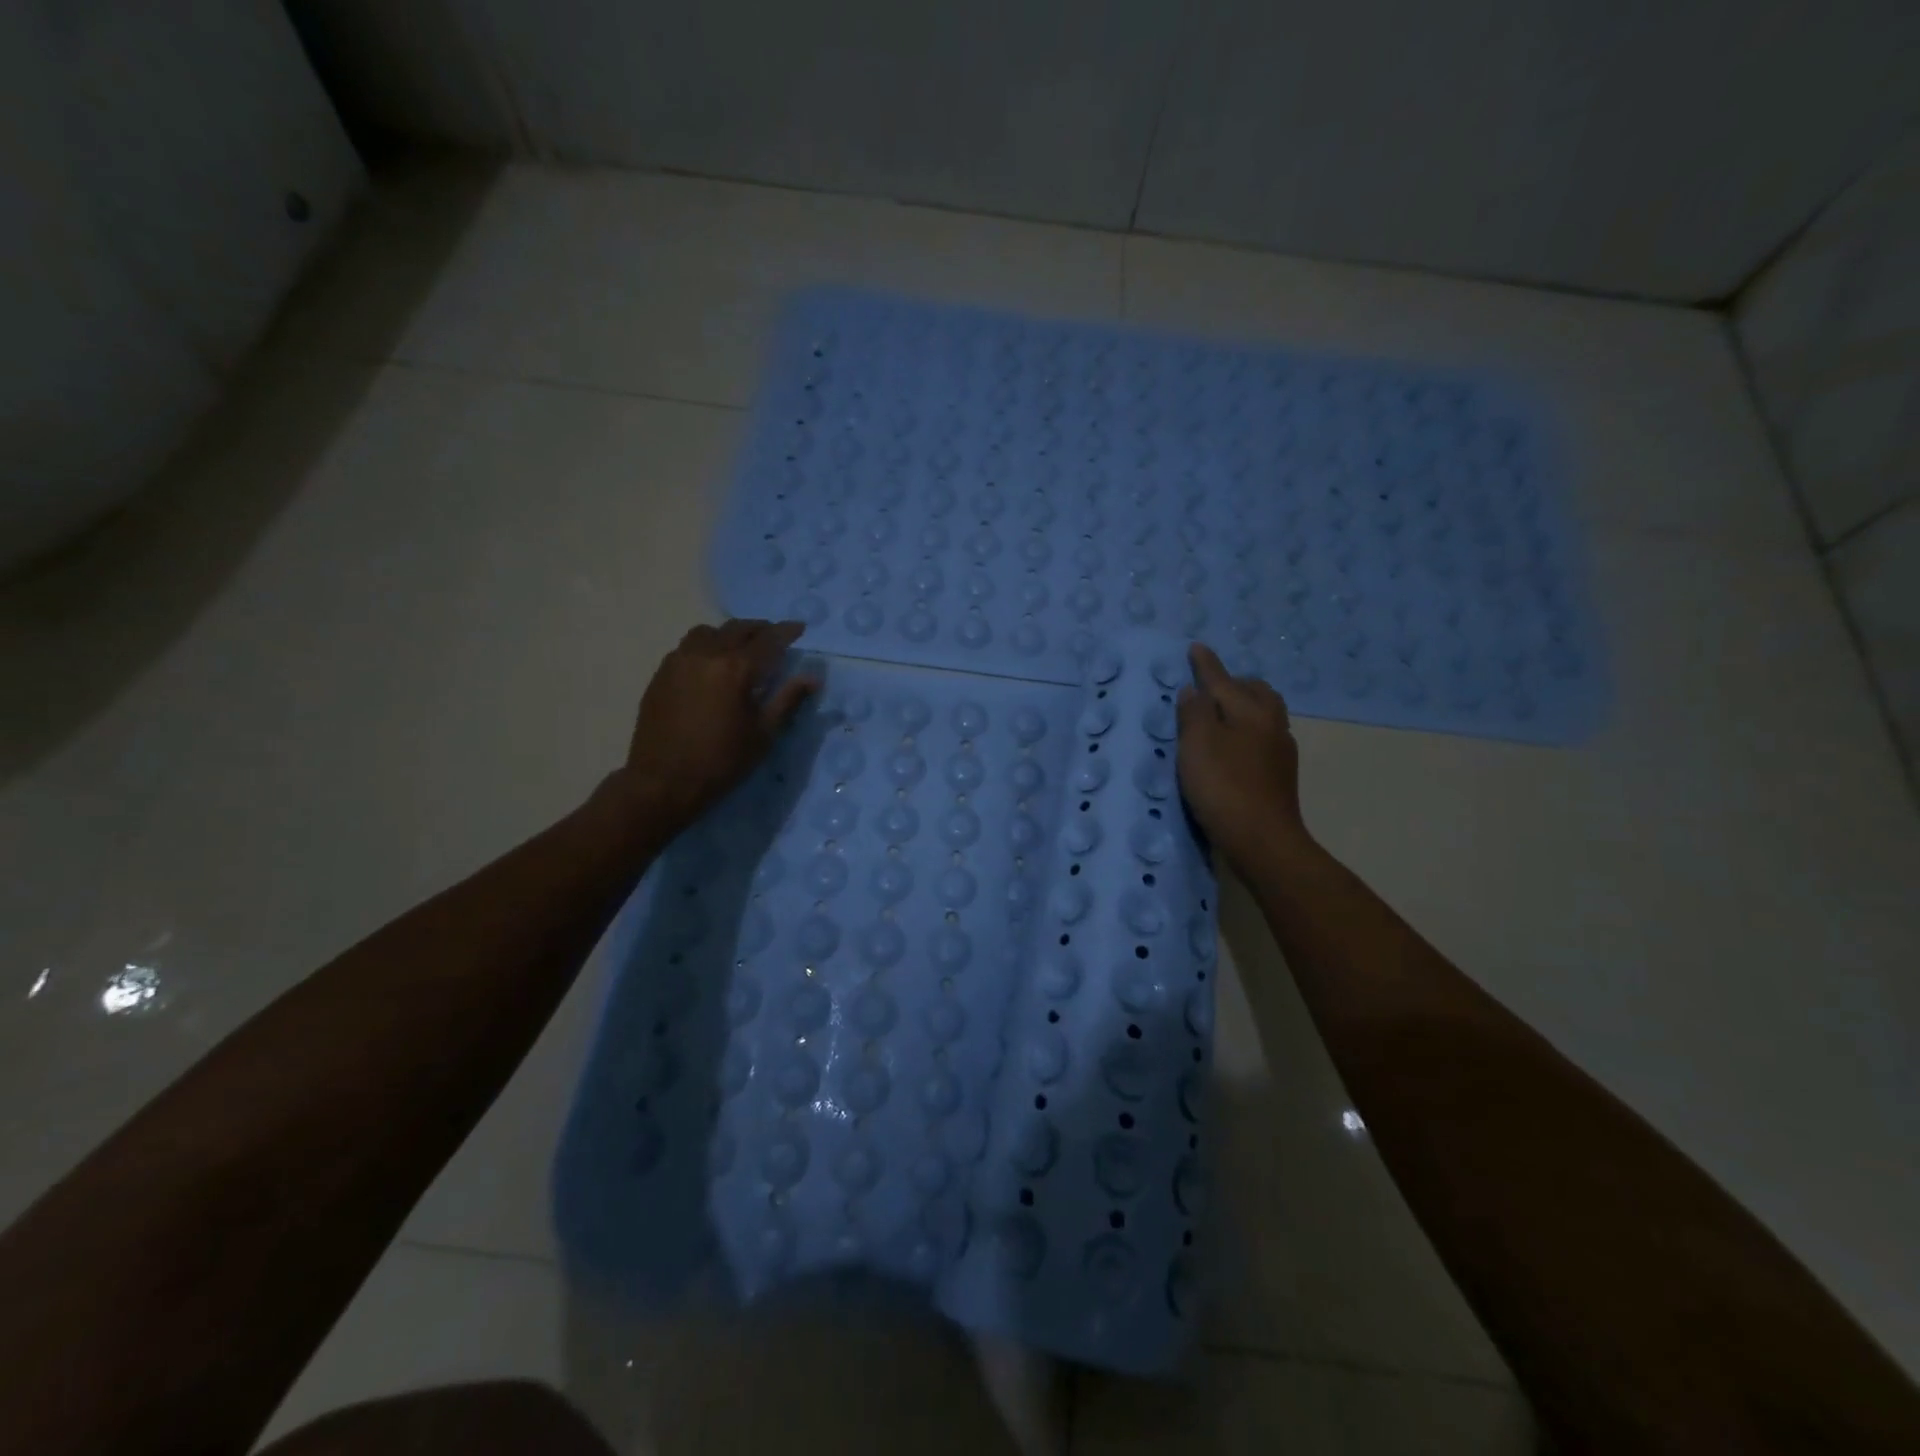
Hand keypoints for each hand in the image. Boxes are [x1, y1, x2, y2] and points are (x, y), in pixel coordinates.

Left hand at [618, 619, 817, 830]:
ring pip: (709, 632)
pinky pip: (688, 647)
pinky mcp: (662, 673)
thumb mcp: (763, 734)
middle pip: (738, 629)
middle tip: (774, 637)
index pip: (769, 640)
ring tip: (740, 647)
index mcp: (736, 669)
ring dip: (730, 634)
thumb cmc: (721, 761)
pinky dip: (706, 646)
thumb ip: (788, 700)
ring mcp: (679, 661)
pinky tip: (712, 665)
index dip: (787, 631)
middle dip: (760, 629)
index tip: (800, 628)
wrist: (663, 782)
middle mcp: (706, 654)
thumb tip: (812, 678)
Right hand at [1176, 642, 1310, 871]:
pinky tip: (1235, 745)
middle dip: (1235, 683)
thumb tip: (1195, 691)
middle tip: (1212, 685)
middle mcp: (1271, 725)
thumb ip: (1194, 713)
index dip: (1206, 665)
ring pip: (1265, 714)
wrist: (1262, 840)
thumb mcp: (1197, 745)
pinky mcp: (1279, 775)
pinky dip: (1248, 730)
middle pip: (1256, 692)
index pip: (1223, 680)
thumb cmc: (1224, 787)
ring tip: (1223, 713)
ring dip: (1245, 706)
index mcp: (1250, 711)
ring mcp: (1280, 751)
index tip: (1196, 648)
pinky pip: (1264, 737)